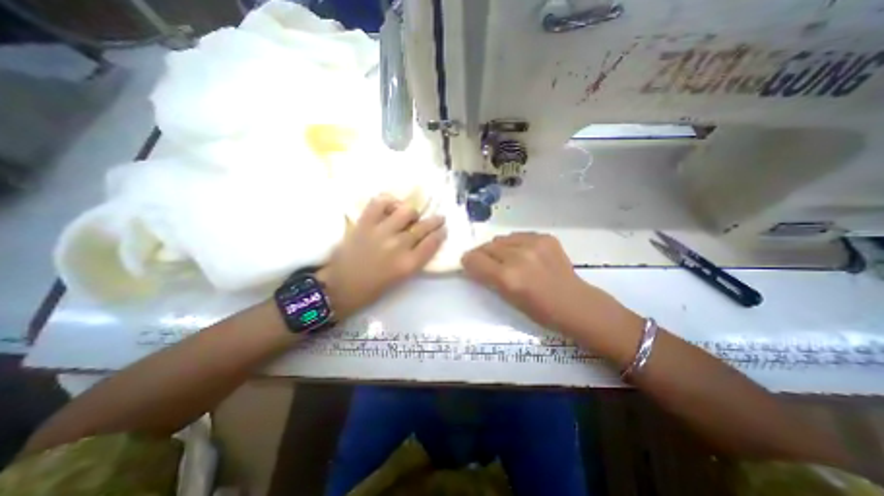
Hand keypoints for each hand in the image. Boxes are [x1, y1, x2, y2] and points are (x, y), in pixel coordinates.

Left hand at [317, 193, 445, 316]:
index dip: (440, 233)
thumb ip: (414, 259)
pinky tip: (391, 206)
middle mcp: (398, 246)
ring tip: (410, 215)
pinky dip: (388, 201)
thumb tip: (422, 241)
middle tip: (439, 217)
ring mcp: (381, 232)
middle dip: (435, 221)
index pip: (432, 243)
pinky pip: (380, 203)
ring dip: (412, 213)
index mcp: (408, 264)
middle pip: (423, 227)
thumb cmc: (372, 289)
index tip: (443, 229)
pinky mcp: (364, 223)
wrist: (339, 287)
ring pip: (406, 212)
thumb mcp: (400, 279)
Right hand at [463, 232, 620, 333]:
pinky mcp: (545, 237)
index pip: (474, 259)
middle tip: (487, 263)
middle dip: (482, 254)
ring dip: (498, 248)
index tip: (469, 264)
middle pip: (487, 246)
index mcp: (507, 278)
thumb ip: (488, 278)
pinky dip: (515, 243)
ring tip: (507, 258)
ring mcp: (534, 244)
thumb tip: (473, 262)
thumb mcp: (507, 299)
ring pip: (501, 239)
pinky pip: (518, 235)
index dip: (468, 261)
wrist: (575, 303)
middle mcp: (518, 257)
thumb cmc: (539, 311)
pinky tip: (523, 254)